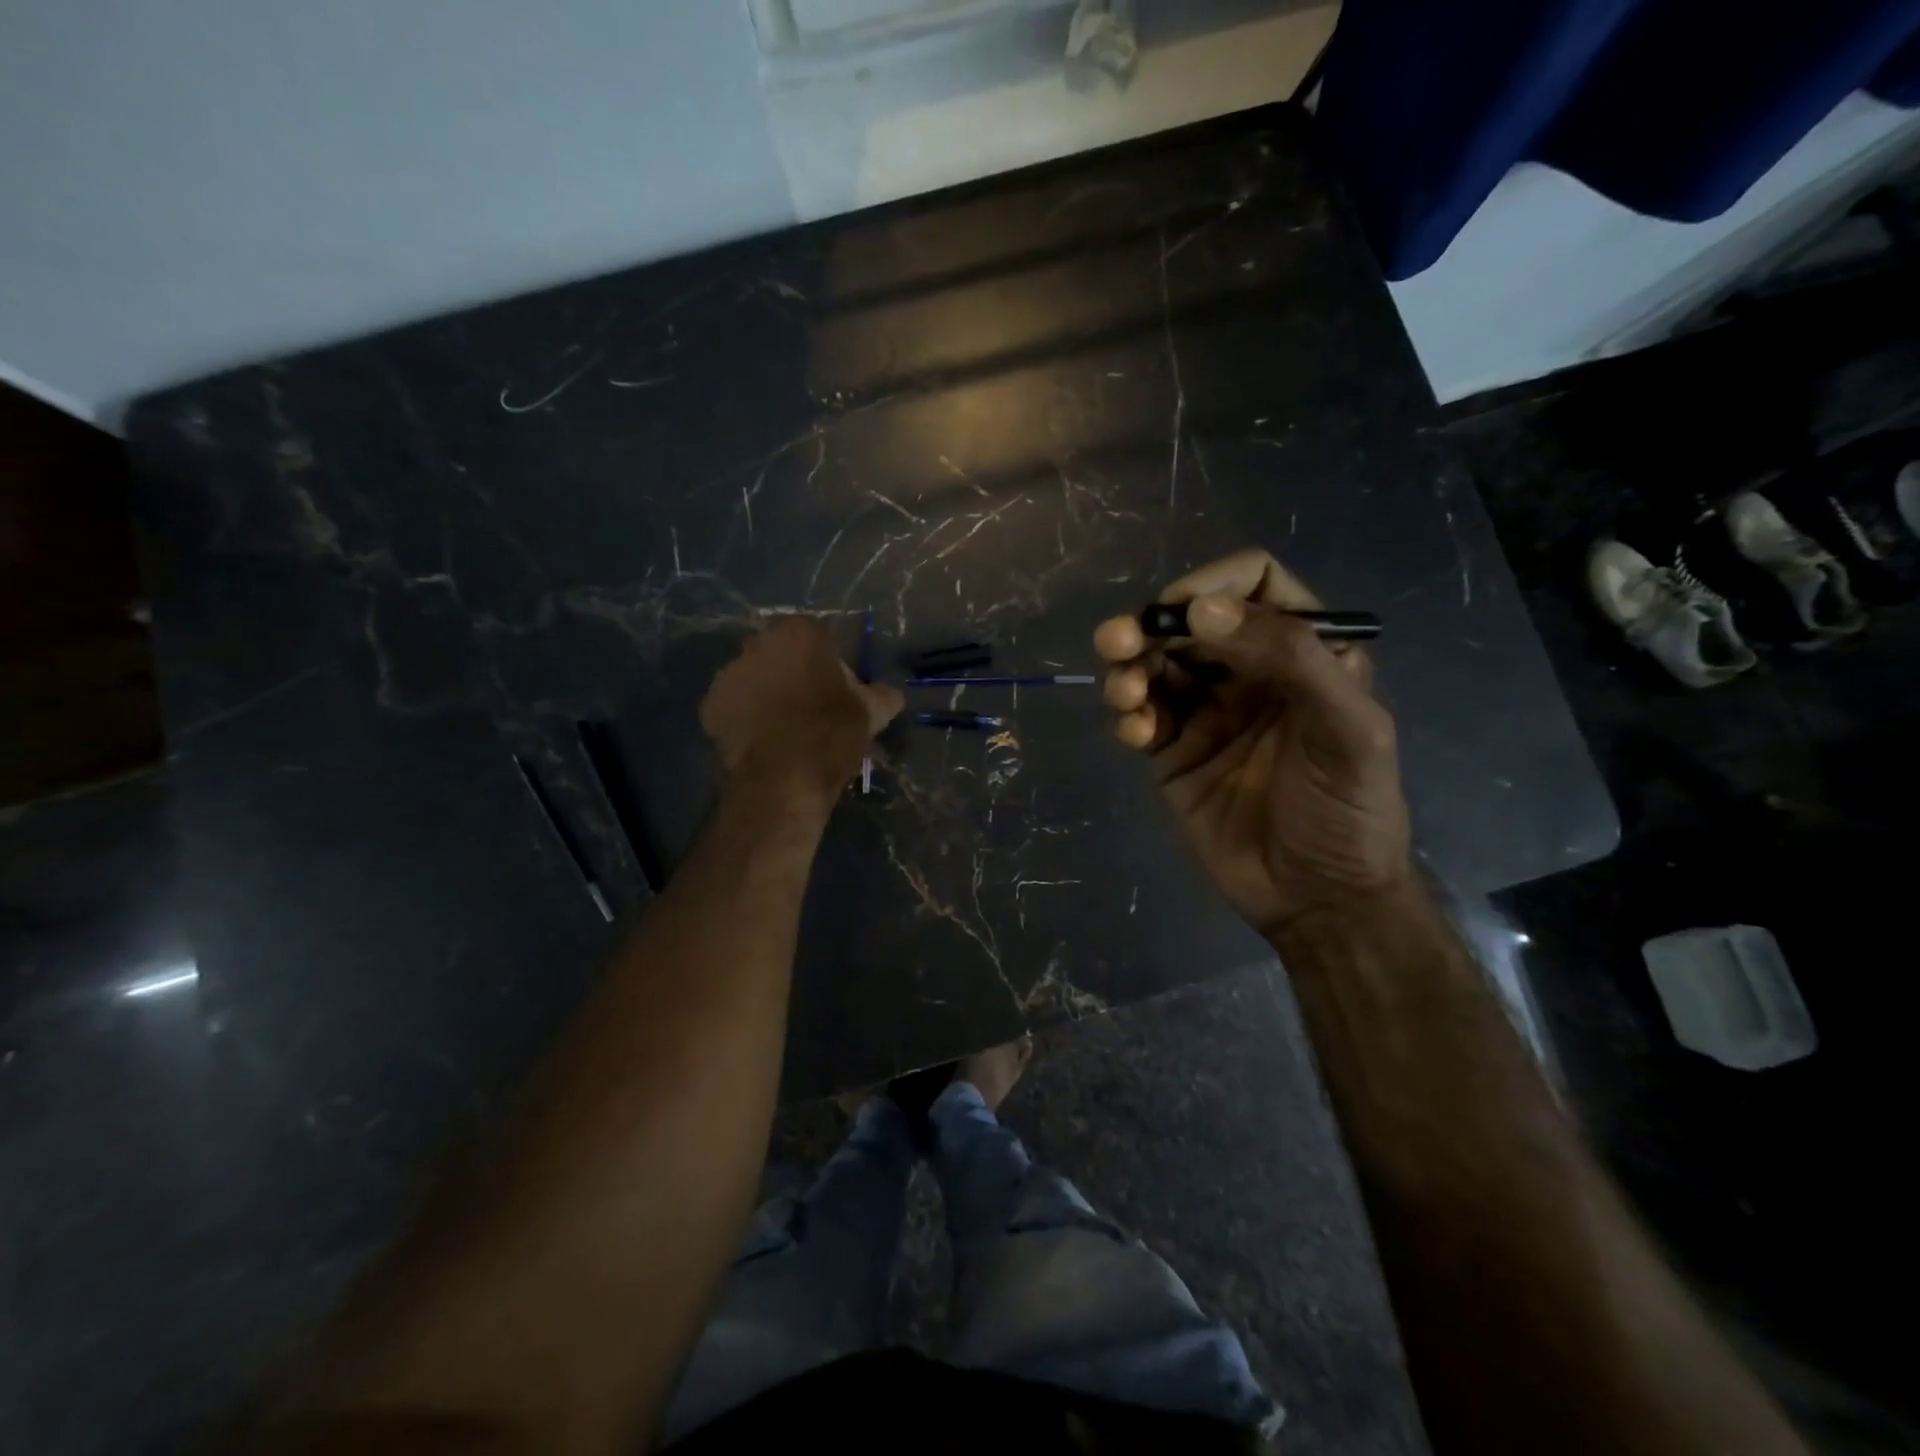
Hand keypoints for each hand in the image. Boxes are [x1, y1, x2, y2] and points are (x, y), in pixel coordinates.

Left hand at [700, 617, 902, 809]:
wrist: (784, 778)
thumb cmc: (832, 734)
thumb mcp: (871, 713)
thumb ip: (883, 695)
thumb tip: (892, 694)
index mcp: (800, 633)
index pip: (819, 635)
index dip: (829, 661)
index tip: (837, 687)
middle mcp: (759, 642)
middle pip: (781, 652)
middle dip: (793, 671)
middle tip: (811, 705)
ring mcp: (729, 672)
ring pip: (754, 676)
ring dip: (766, 692)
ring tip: (783, 726)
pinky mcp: (710, 704)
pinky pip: (734, 704)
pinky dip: (745, 716)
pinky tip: (762, 739)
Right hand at [1094, 548, 1411, 937]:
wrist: (1318, 899)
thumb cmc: (1348, 810)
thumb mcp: (1347, 729)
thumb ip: (1290, 658)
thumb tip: (1202, 608)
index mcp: (1302, 652)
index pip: (1256, 585)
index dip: (1216, 583)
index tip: (1182, 609)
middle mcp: (1249, 672)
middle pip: (1189, 621)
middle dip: (1150, 624)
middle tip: (1120, 642)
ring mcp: (1206, 711)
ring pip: (1154, 664)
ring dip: (1129, 666)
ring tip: (1125, 692)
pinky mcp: (1172, 751)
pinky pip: (1140, 714)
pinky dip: (1127, 713)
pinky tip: (1134, 733)